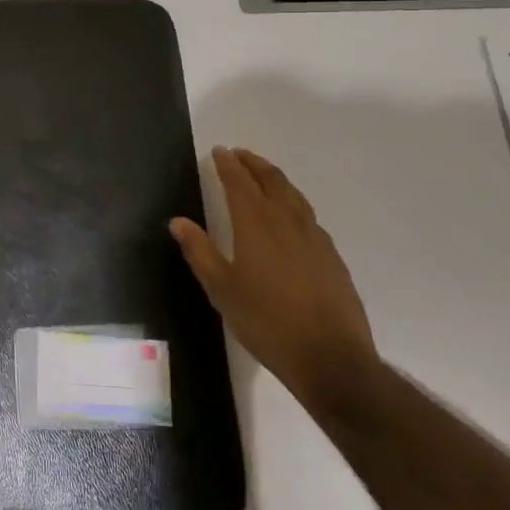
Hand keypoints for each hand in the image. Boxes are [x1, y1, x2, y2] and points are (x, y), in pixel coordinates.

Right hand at [170, 146, 377, 411]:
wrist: (331, 358)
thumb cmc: (267, 322)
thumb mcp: (221, 290)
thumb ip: (200, 252)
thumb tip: (178, 221)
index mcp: (256, 225)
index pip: (240, 183)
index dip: (228, 165)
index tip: (219, 151)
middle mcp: (287, 222)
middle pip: (271, 180)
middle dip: (253, 164)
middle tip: (239, 154)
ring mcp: (314, 238)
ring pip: (294, 195)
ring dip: (276, 179)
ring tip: (264, 175)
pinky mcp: (332, 256)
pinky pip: (308, 216)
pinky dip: (293, 202)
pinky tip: (291, 215)